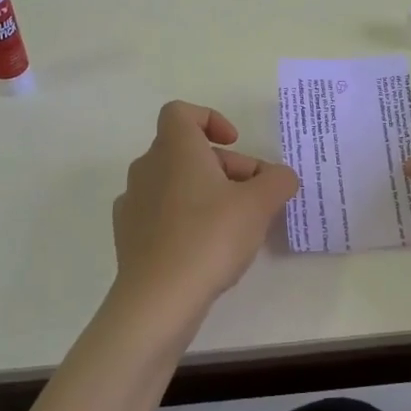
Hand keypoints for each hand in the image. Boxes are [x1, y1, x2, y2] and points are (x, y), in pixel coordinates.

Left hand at [109, 102, 298, 328]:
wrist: (158, 299)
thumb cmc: (209, 237)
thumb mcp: (259, 205)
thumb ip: (278, 182)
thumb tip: (282, 176)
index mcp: (174, 149)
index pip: (181, 112)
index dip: (210, 119)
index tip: (235, 143)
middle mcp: (147, 167)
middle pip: (187, 151)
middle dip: (225, 166)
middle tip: (256, 195)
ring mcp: (133, 202)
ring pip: (175, 182)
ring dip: (206, 192)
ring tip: (236, 224)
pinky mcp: (128, 235)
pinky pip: (161, 212)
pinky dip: (184, 218)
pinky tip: (205, 247)